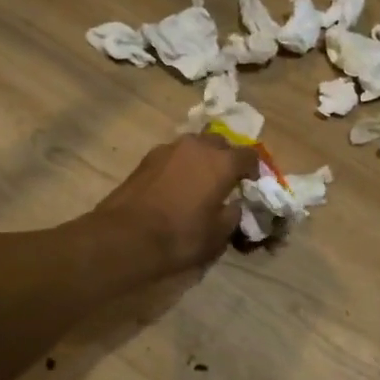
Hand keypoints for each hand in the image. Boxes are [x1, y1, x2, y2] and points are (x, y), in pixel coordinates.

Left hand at [95, 134, 259, 274]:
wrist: (125, 236)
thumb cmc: (180, 236)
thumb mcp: (218, 235)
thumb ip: (233, 215)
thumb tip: (234, 205)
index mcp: (222, 162)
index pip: (249, 155)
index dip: (254, 170)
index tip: (250, 185)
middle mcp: (197, 146)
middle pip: (220, 143)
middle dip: (226, 158)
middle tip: (225, 181)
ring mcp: (169, 148)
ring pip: (194, 146)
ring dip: (201, 159)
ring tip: (198, 182)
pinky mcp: (147, 158)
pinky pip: (173, 156)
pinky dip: (180, 165)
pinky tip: (175, 186)